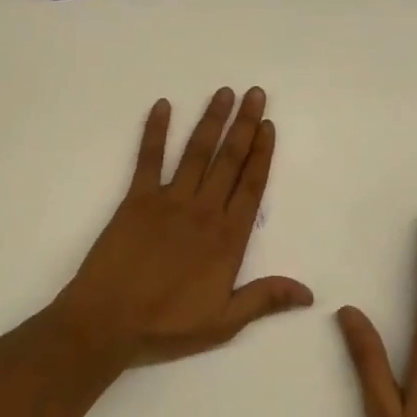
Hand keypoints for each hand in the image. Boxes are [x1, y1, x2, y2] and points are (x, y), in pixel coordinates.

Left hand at [52, 88, 313, 370]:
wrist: (108, 321)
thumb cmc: (167, 324)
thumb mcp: (223, 322)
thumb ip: (264, 299)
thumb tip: (309, 292)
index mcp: (227, 238)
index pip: (251, 186)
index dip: (262, 153)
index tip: (269, 125)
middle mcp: (203, 210)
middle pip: (229, 160)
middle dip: (244, 125)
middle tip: (255, 93)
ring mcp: (169, 200)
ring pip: (196, 152)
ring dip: (211, 120)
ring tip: (224, 93)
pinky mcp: (136, 198)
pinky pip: (148, 158)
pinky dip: (155, 130)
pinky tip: (163, 106)